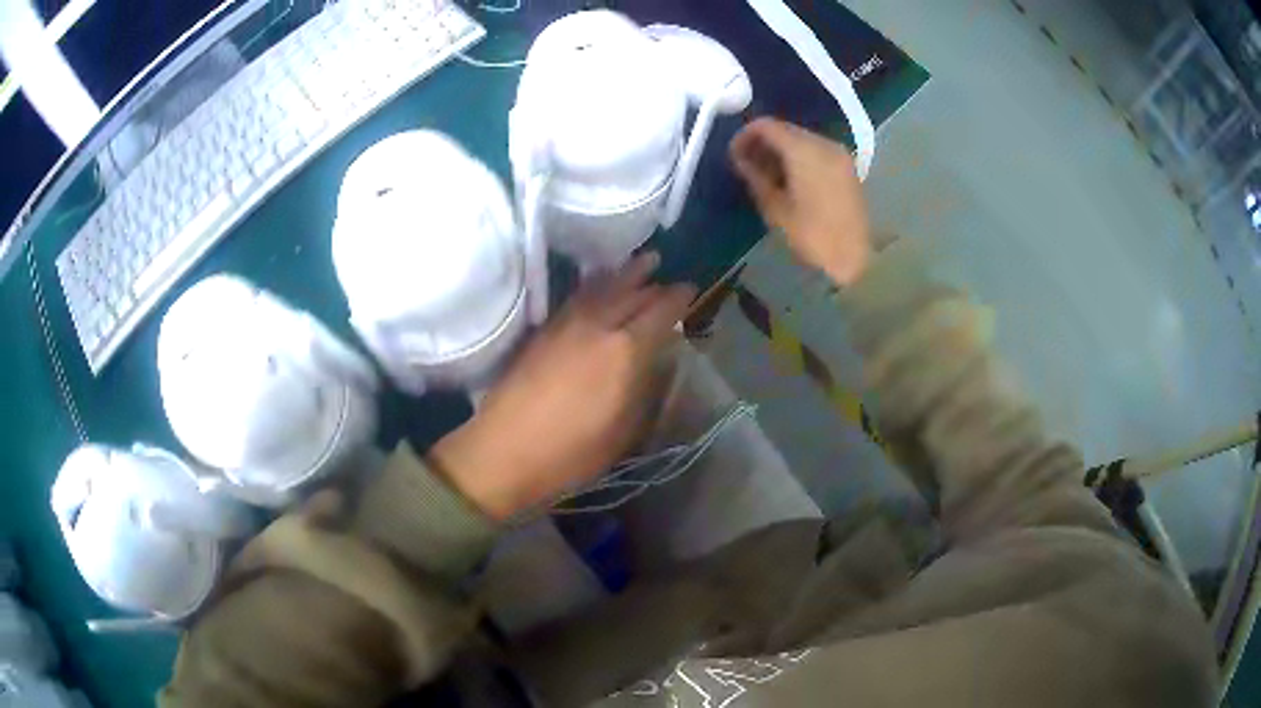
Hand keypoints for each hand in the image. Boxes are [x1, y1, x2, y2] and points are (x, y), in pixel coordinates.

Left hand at [430, 253, 695, 520]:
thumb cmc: (571, 452)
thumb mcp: (623, 431)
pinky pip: (577, 296)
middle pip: (632, 294)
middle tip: (669, 275)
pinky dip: (595, 285)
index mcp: (625, 351)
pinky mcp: (543, 330)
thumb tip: (657, 361)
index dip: (679, 299)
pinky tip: (598, 284)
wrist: (505, 450)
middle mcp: (598, 326)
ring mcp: (566, 324)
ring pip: (602, 288)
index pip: (660, 312)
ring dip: (625, 274)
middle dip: (654, 283)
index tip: (691, 290)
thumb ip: (644, 389)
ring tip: (643, 261)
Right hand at [730, 118, 872, 286]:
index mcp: (804, 150)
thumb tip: (741, 160)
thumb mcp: (775, 209)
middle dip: (763, 143)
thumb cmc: (813, 236)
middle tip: (746, 166)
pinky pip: (816, 151)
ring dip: (780, 151)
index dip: (745, 135)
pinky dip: (798, 158)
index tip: (733, 156)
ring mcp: (839, 154)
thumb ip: (755, 177)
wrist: (856, 260)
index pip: (767, 125)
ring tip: (766, 176)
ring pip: (801, 139)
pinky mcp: (847, 168)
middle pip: (786, 130)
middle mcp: (824, 143)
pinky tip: (789, 180)